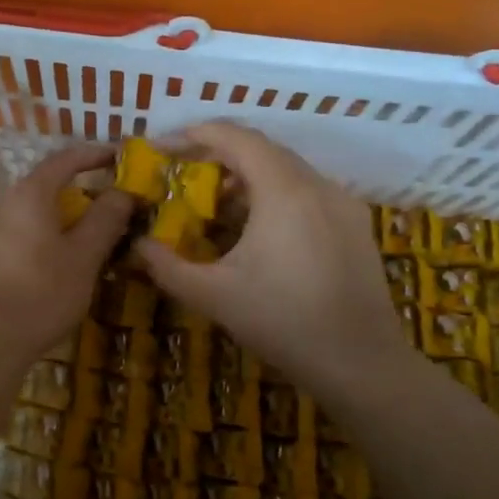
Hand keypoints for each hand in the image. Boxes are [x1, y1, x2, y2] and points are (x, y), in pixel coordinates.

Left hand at [0, 145, 133, 363]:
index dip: (94, 155)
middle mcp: (0, 206)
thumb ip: (105, 220)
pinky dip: (37, 244)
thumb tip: (122, 191)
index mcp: (27, 196)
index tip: (118, 157)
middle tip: (107, 210)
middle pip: (44, 189)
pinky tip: (48, 271)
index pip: (64, 159)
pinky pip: (13, 241)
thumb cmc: (40, 294)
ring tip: (82, 244)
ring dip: (56, 223)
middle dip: (77, 195)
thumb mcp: (84, 258)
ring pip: (28, 218)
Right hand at [133, 123, 418, 392]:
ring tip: (214, 201)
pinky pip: (307, 189)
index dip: (195, 135)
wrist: (361, 364)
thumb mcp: (212, 295)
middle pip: (261, 148)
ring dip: (247, 174)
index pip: (235, 137)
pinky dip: (274, 192)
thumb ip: (167, 265)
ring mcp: (342, 202)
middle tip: (182, 172)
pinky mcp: (355, 223)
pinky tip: (256, 227)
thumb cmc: (282, 322)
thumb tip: (137, 245)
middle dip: (217, 153)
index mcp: (283, 191)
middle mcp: (316, 184)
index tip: (163, 147)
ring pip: (286, 168)